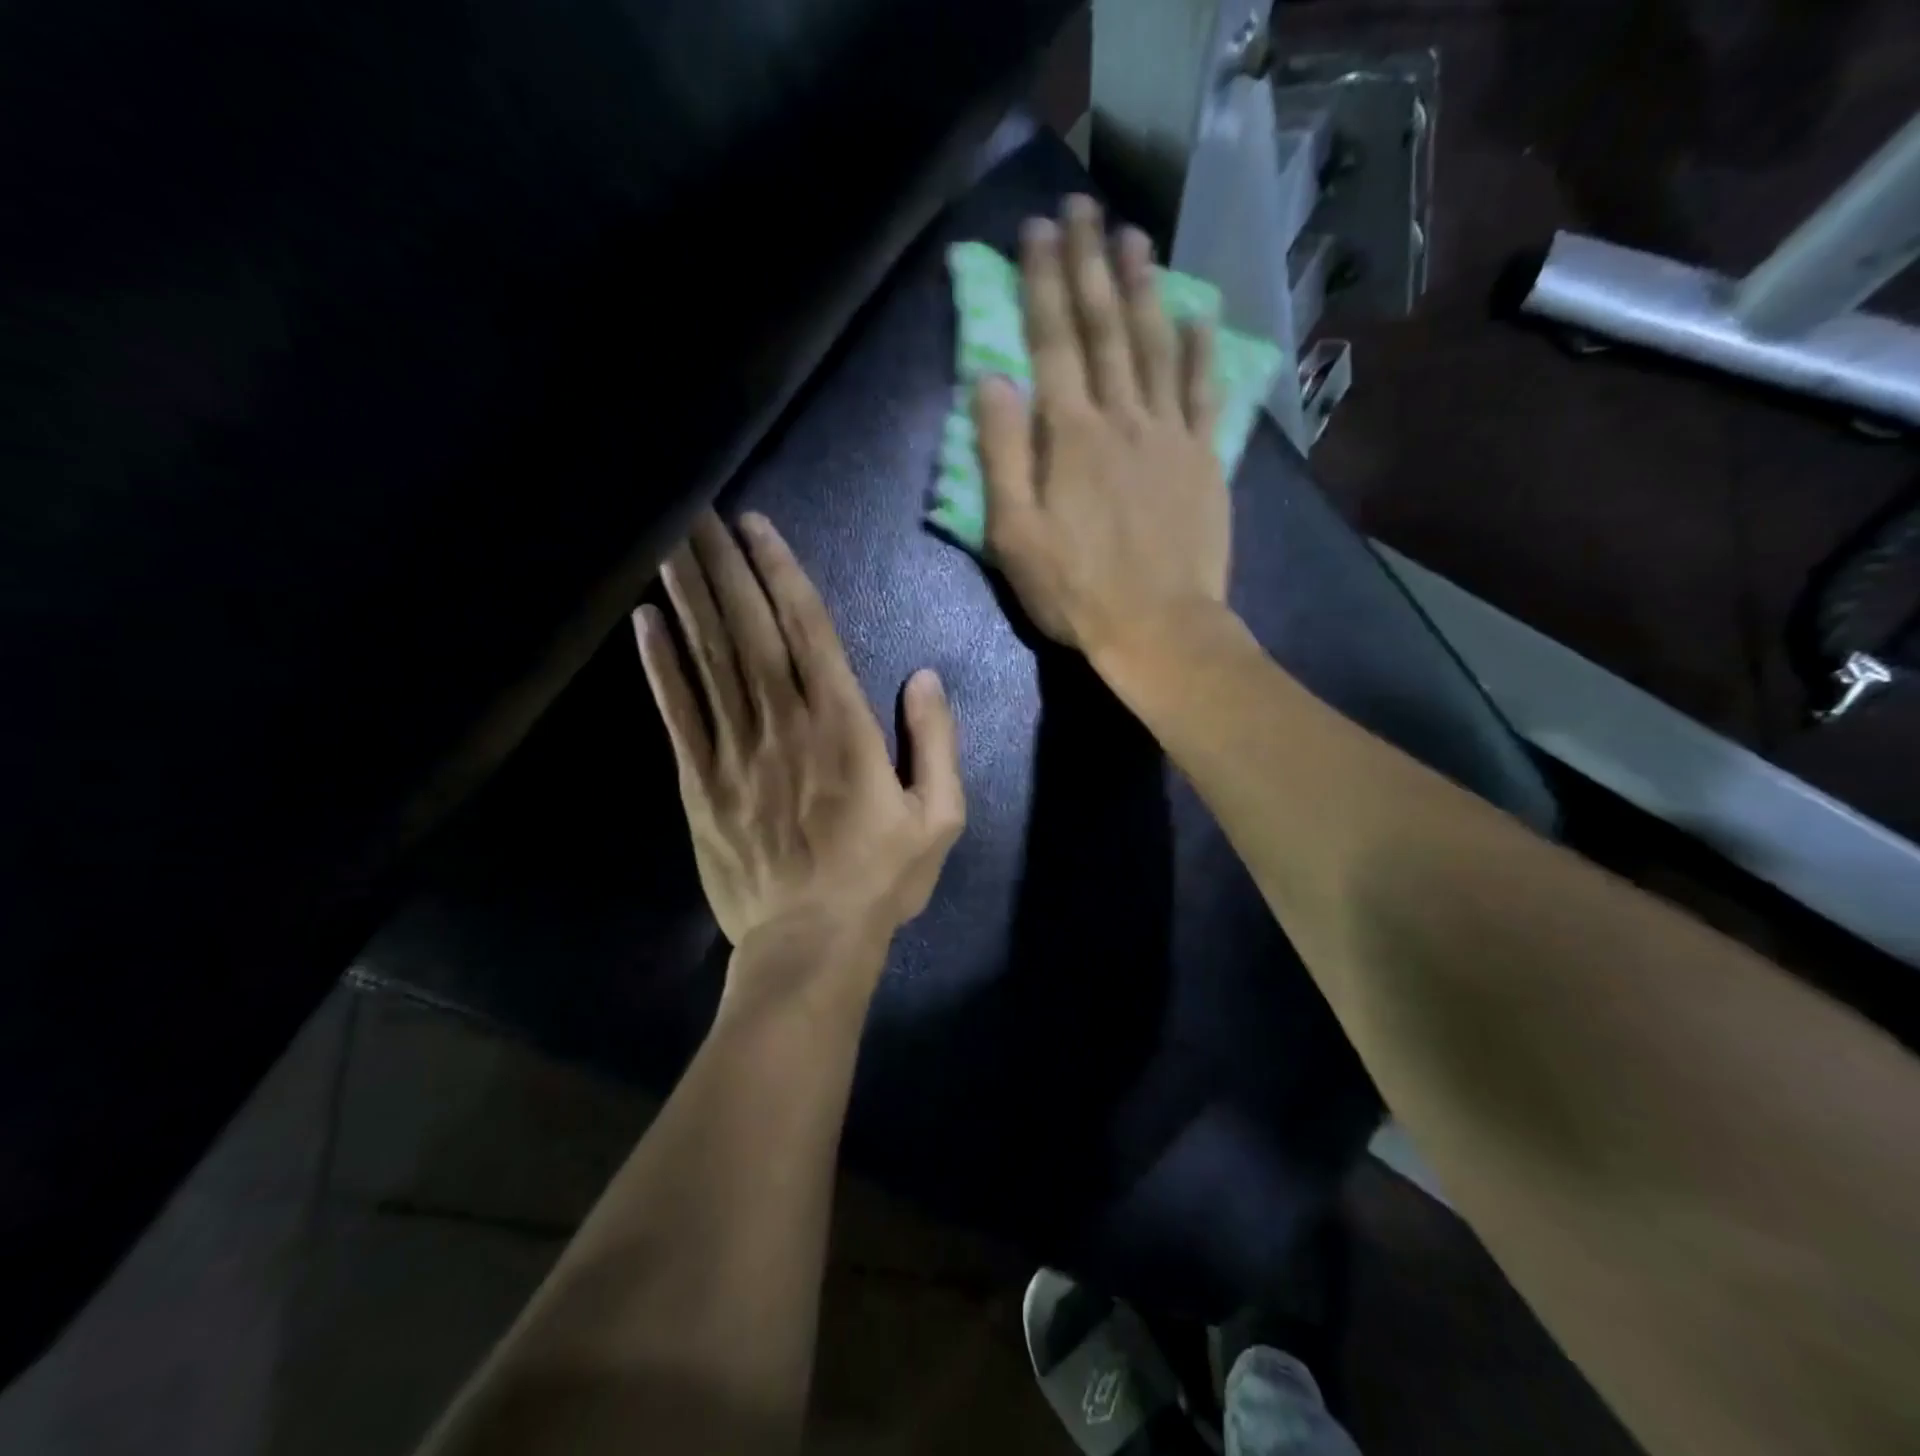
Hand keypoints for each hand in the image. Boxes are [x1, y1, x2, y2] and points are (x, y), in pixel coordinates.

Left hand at [633, 512, 964, 974]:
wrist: (810, 945)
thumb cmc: (881, 880)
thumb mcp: (939, 817)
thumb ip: (936, 742)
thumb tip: (925, 677)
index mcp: (844, 729)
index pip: (810, 632)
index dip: (782, 574)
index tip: (756, 526)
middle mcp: (785, 725)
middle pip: (750, 630)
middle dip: (723, 565)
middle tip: (696, 508)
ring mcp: (735, 752)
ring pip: (709, 660)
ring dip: (688, 597)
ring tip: (670, 542)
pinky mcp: (701, 783)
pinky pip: (677, 714)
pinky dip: (659, 665)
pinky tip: (645, 622)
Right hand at [974, 194, 1228, 658]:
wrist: (1159, 629)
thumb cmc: (1076, 590)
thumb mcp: (1014, 535)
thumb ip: (1000, 455)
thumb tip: (992, 380)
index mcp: (1070, 434)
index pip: (1051, 340)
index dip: (1042, 281)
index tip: (1037, 229)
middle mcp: (1122, 417)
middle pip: (1105, 326)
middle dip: (1091, 263)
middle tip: (1085, 206)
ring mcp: (1170, 434)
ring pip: (1157, 345)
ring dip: (1144, 287)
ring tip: (1135, 237)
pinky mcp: (1204, 459)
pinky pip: (1205, 392)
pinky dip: (1202, 350)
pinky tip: (1200, 315)